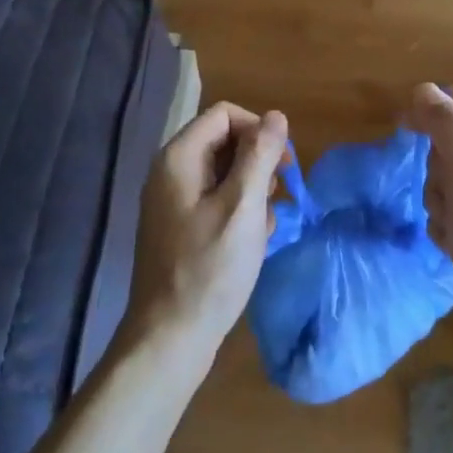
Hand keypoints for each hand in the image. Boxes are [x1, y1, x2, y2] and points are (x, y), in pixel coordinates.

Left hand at [118, 102, 288, 377]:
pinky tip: (253, 241)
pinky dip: (238, 211)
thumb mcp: (243, 207)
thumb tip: (276, 115)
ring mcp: (172, 201)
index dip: (258, 130)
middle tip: (279, 193)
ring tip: (267, 222)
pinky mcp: (179, 227)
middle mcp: (170, 171)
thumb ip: (259, 156)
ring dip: (252, 189)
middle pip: (223, 141)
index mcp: (179, 157)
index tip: (282, 163)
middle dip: (257, 161)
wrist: (170, 337)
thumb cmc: (209, 269)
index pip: (224, 114)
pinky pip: (215, 200)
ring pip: (223, 173)